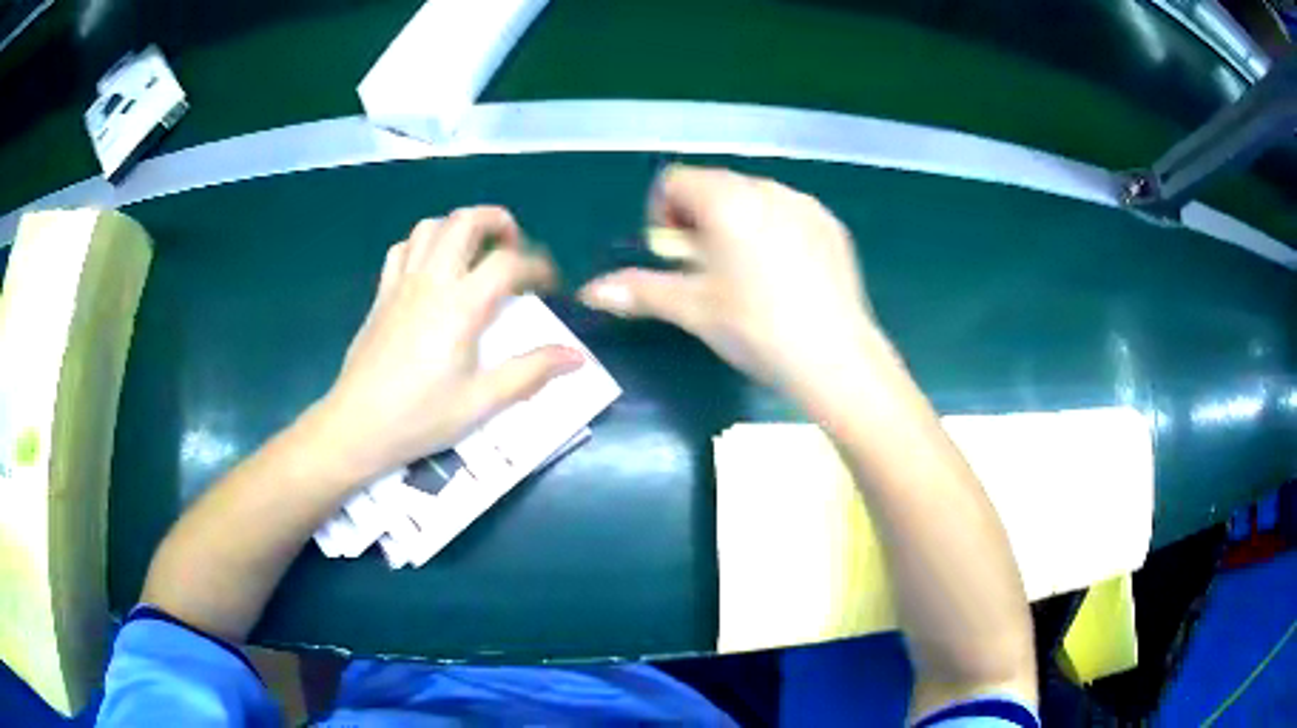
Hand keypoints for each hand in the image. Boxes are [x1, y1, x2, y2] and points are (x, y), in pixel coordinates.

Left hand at [319, 206, 583, 480]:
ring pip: (430, 226)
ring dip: (459, 227)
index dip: (538, 266)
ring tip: (474, 252)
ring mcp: (401, 283)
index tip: (552, 285)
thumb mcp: (481, 402)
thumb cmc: (420, 417)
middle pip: (465, 222)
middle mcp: (431, 281)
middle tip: (513, 247)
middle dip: (497, 222)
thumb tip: (576, 356)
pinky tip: (432, 268)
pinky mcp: (381, 294)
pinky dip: (423, 244)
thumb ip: (530, 373)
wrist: (357, 426)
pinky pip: (402, 248)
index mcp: (460, 306)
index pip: (508, 263)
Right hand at [579, 165, 880, 402]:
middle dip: (698, 219)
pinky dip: (773, 230)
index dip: (662, 213)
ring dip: (735, 223)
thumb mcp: (693, 309)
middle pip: (715, 185)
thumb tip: (590, 292)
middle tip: (705, 269)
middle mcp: (767, 189)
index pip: (676, 181)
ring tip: (744, 275)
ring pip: (753, 198)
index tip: (673, 254)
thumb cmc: (756, 329)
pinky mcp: (831, 225)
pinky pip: (788, 213)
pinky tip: (783, 277)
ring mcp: (805, 204)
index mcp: (727, 200)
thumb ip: (639, 291)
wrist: (837, 359)